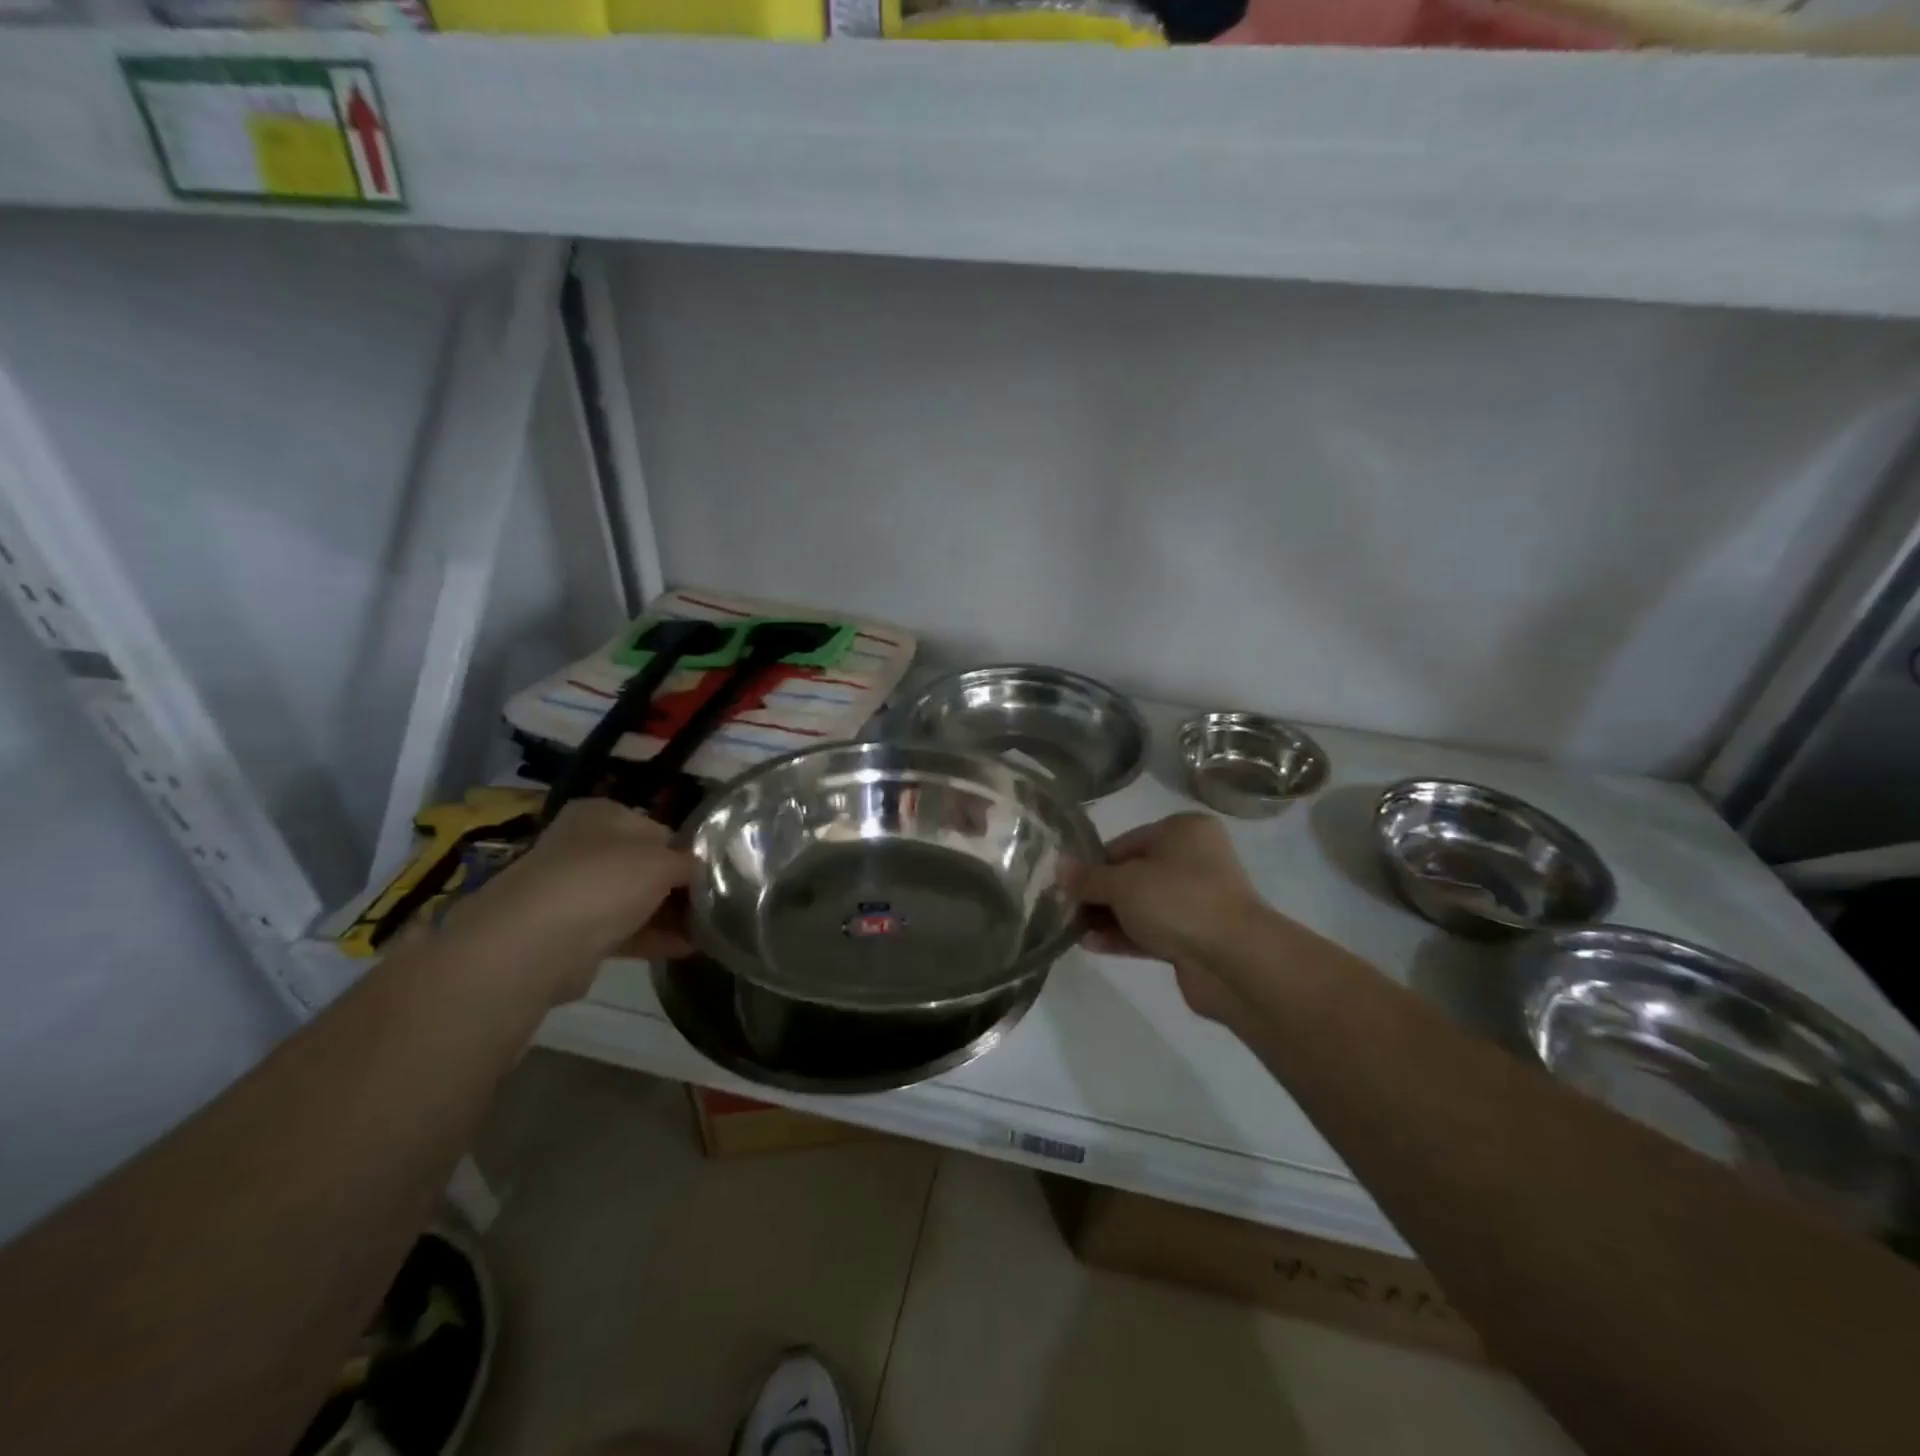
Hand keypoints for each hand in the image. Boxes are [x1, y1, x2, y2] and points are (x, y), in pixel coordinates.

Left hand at [450, 799, 694, 1001]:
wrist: (536, 943)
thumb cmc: (605, 880)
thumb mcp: (663, 861)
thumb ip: (690, 863)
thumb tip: (703, 868)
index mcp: (601, 814)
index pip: (658, 828)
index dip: (687, 850)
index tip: (714, 873)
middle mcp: (584, 846)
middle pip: (645, 865)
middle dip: (678, 886)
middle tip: (716, 902)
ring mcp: (575, 890)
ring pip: (634, 899)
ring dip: (669, 914)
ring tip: (710, 928)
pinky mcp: (572, 933)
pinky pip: (623, 930)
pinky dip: (654, 937)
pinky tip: (688, 947)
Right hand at [1064, 813, 1264, 1023]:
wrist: (1235, 959)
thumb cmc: (1177, 900)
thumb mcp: (1123, 883)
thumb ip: (1088, 877)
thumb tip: (1059, 866)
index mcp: (1183, 831)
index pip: (1125, 842)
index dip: (1093, 863)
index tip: (1066, 884)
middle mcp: (1194, 860)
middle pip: (1134, 874)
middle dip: (1099, 894)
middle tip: (1065, 908)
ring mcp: (1198, 900)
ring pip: (1142, 905)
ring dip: (1108, 918)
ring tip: (1072, 931)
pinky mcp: (1197, 936)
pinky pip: (1153, 931)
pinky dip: (1125, 936)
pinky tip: (1092, 946)